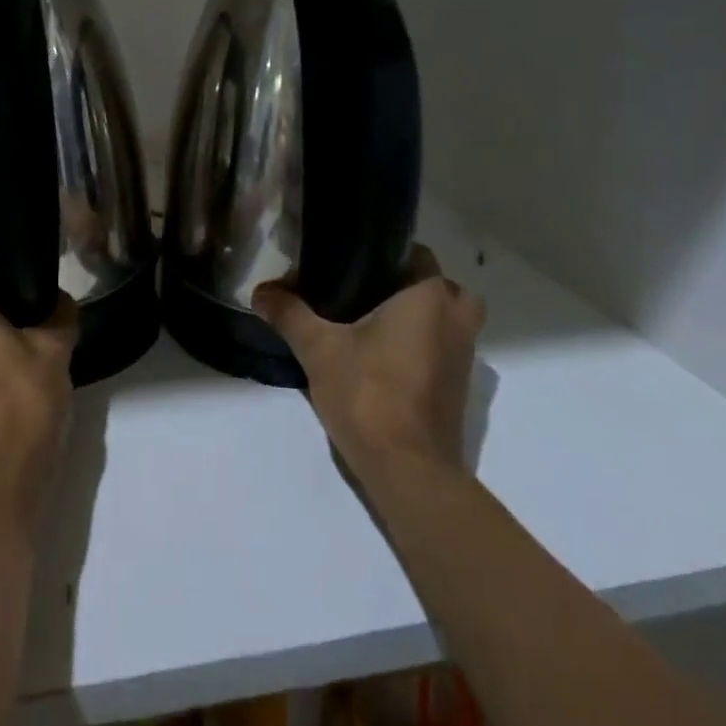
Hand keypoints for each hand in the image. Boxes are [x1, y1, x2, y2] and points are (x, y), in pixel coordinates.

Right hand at [252, 247, 485, 490]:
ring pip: (446, 320)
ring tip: (370, 324)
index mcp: (428, 297)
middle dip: (407, 286)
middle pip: (438, 287)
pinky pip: (443, 350)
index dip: (384, 255)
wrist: (409, 471)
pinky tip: (382, 358)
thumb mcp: (318, 349)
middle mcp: (456, 320)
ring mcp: (464, 357)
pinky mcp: (459, 388)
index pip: (416, 254)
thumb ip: (290, 314)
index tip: (350, 264)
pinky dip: (422, 347)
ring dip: (419, 318)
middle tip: (365, 293)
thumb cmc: (369, 394)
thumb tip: (260, 291)